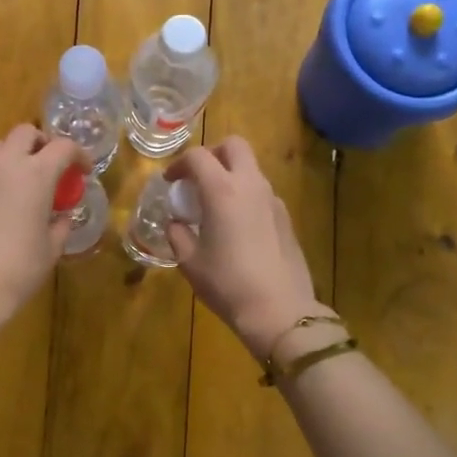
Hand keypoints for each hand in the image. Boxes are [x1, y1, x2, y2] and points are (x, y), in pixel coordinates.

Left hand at [0, 124, 83, 331]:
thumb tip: (61, 216)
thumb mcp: (51, 249)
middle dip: (42, 144)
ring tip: (24, 182)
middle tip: (52, 167)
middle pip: (25, 133)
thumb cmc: (18, 269)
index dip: (79, 155)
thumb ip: (60, 225)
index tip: (83, 171)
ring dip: (15, 156)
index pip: (63, 147)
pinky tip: (1, 205)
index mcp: (35, 175)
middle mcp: (4, 166)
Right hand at [165, 137, 324, 358]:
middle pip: (234, 146)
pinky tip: (236, 226)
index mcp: (222, 191)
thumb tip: (176, 223)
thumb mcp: (190, 262)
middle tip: (197, 178)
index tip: (170, 182)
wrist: (279, 310)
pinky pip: (262, 192)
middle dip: (212, 153)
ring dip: (230, 175)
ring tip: (214, 205)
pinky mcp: (286, 217)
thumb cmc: (227, 283)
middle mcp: (251, 186)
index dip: (179, 164)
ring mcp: (273, 200)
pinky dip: (245, 195)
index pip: (198, 157)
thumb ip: (178, 234)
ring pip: (251, 168)